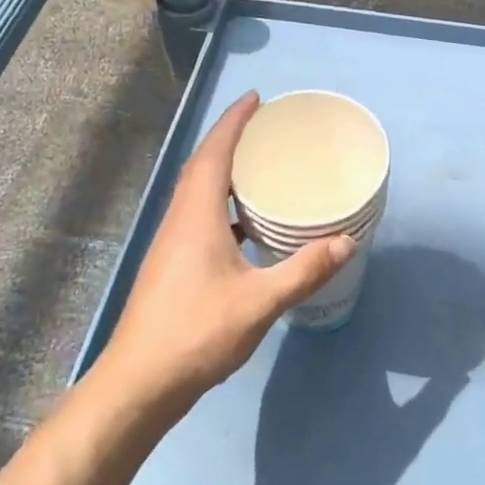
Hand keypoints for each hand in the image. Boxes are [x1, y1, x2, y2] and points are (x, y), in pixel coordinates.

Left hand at [97, 93, 356, 410]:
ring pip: (197, 190)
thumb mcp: (259, 302)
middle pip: (202, 164)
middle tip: (264, 125)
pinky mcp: (171, 264)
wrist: (137, 386)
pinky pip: (197, 213)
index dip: (234, 121)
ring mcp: (170, 243)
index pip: (214, 152)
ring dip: (223, 169)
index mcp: (196, 215)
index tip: (256, 98)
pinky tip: (244, 224)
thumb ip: (304, 270)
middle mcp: (180, 219)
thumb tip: (347, 242)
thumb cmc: (196, 334)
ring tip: (259, 166)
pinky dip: (221, 202)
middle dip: (230, 137)